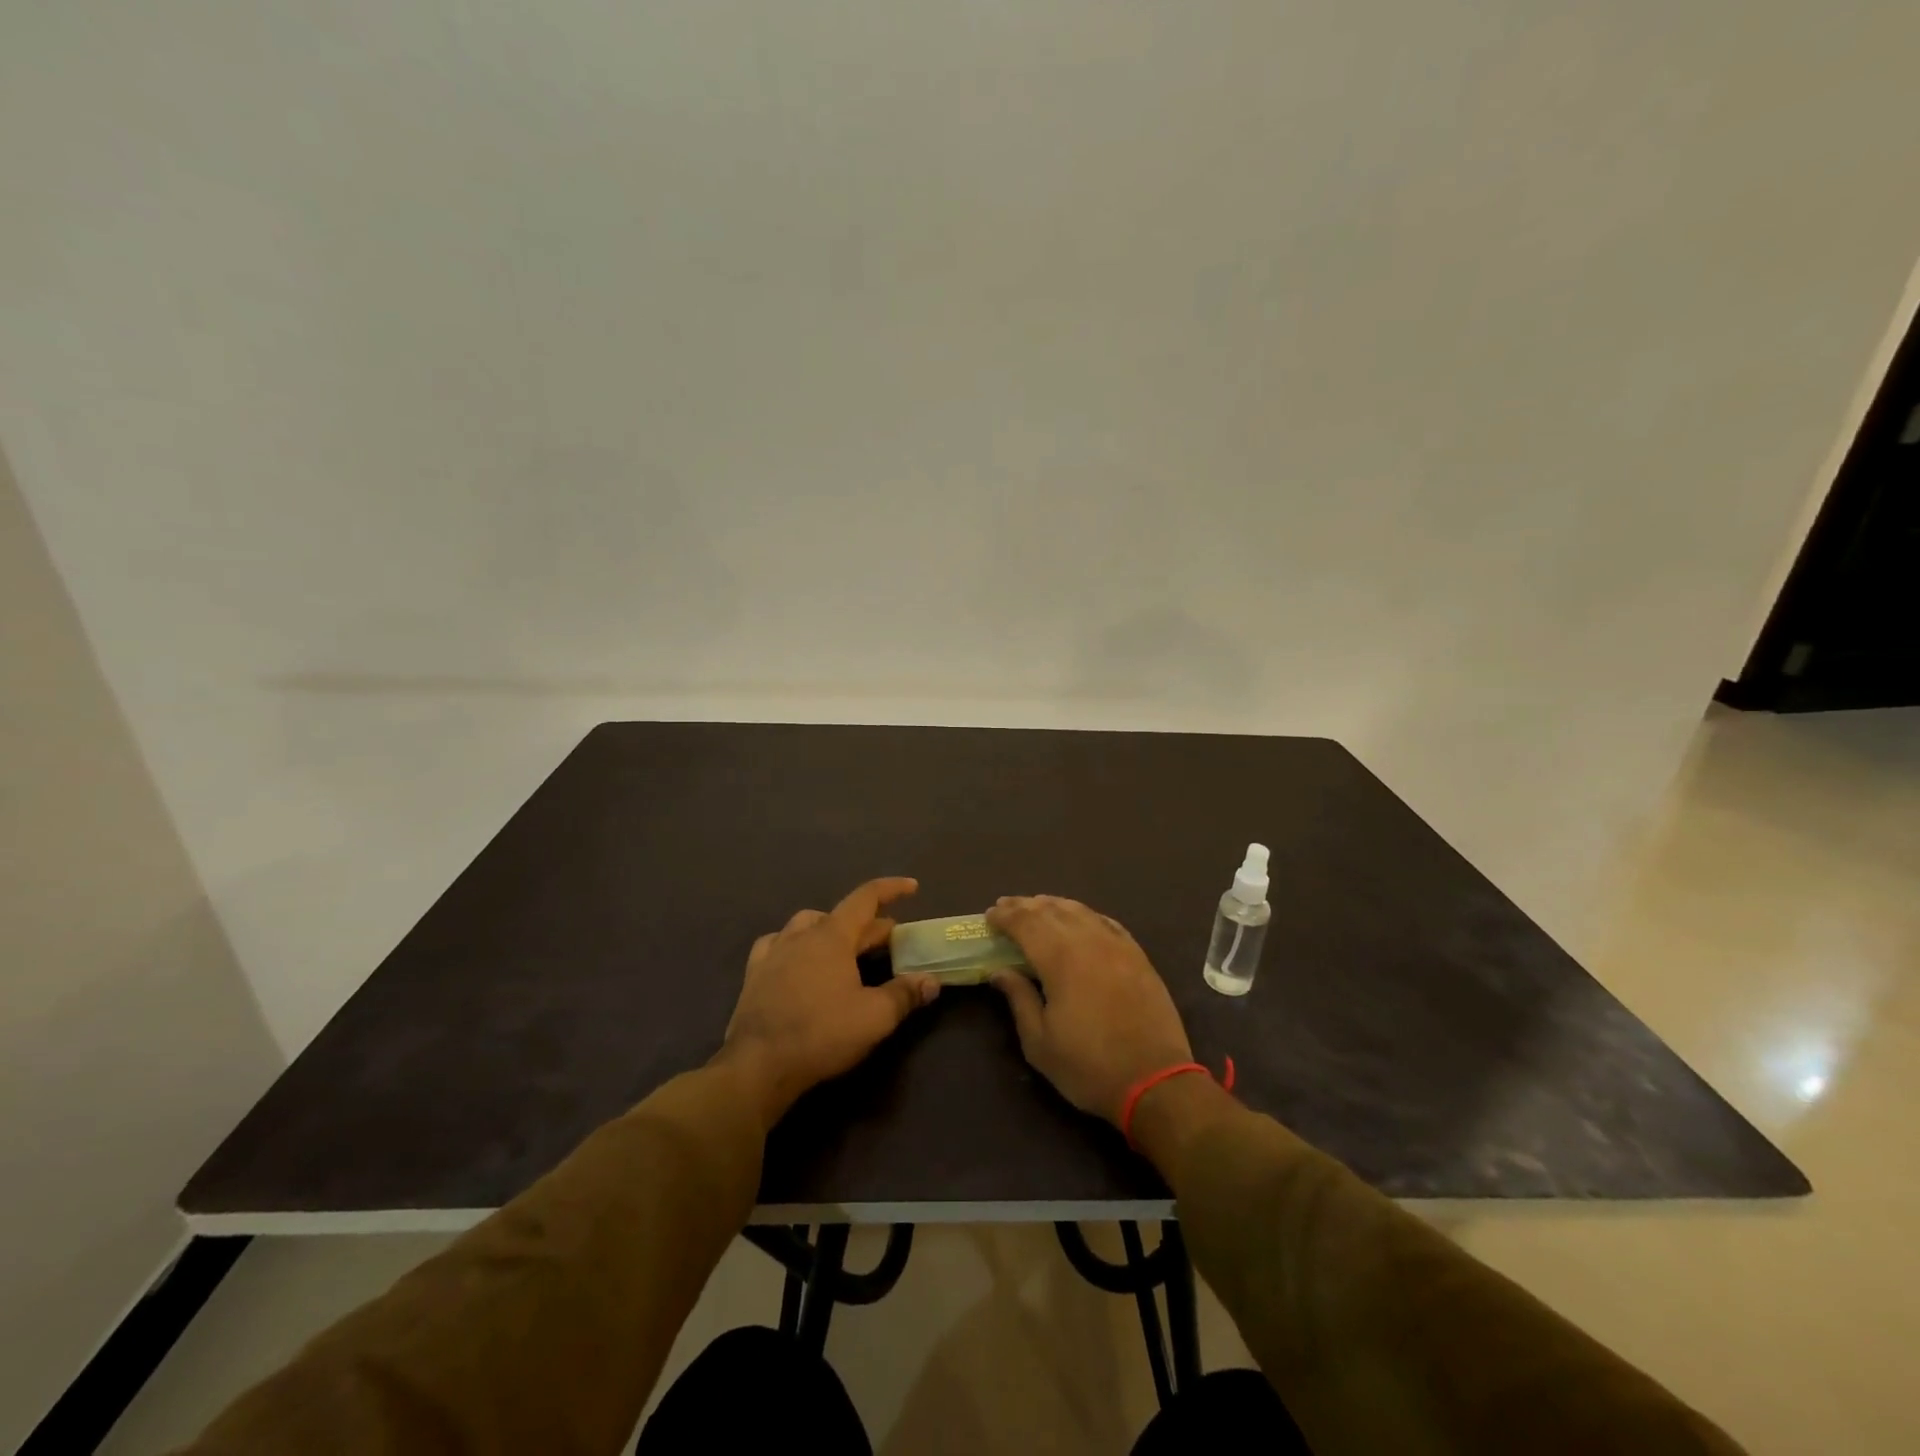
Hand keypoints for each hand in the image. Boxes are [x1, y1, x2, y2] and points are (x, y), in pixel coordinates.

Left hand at [717, 877, 938, 1127]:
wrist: (757, 1065)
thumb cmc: (821, 1034)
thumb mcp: (874, 1017)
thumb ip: (905, 994)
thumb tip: (931, 980)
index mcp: (831, 936)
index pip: (865, 898)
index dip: (891, 889)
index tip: (912, 887)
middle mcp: (801, 934)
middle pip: (842, 917)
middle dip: (870, 924)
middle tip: (892, 939)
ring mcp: (774, 952)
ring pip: (807, 925)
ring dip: (832, 929)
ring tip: (846, 947)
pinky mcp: (755, 974)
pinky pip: (778, 944)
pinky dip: (796, 944)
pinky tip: (798, 959)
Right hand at [986, 896, 1192, 1125]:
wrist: (1155, 1081)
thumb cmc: (1088, 1066)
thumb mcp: (1040, 1042)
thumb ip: (1018, 998)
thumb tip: (999, 970)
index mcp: (1061, 959)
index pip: (1026, 923)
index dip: (1005, 916)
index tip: (989, 915)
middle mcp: (1089, 941)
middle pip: (1052, 910)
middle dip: (1025, 905)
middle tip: (1006, 905)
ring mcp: (1117, 946)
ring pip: (1081, 911)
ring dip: (1054, 905)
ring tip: (1037, 905)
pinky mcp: (1138, 956)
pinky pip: (1106, 922)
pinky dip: (1086, 914)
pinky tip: (1079, 918)